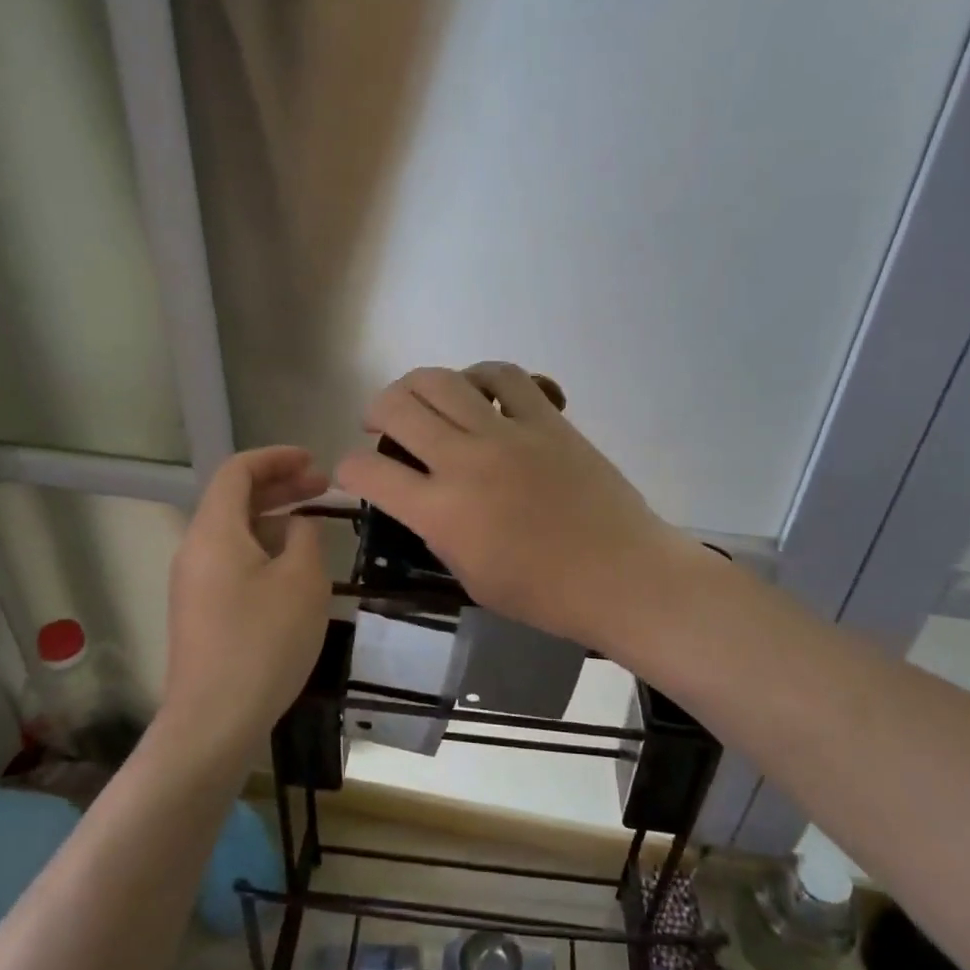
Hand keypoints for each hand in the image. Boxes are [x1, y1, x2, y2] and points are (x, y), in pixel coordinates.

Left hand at [160, 447, 331, 764]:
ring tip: (314, 528)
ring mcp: (193, 583)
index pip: (237, 471)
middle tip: (323, 488)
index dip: (276, 458)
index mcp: (214, 532)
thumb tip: (297, 527)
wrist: (214, 721)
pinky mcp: (200, 612)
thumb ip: (304, 538)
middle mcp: (195, 549)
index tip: (314, 461)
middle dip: (280, 487)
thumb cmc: (263, 642)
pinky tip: (293, 570)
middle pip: (234, 500)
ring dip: (273, 520)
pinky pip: (232, 562)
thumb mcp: (302, 581)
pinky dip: (263, 550)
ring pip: (234, 533)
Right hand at [335, 363, 688, 646]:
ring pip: (443, 379)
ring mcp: (508, 434)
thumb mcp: (470, 577)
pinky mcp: (547, 419)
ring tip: (420, 399)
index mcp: (441, 512)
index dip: (348, 468)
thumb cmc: (544, 594)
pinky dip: (480, 375)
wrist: (621, 576)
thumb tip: (424, 500)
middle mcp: (465, 462)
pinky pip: (505, 376)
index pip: (368, 471)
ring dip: (416, 384)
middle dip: (375, 410)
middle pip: (398, 406)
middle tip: (379, 424)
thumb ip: (437, 532)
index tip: (354, 471)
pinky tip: (478, 391)